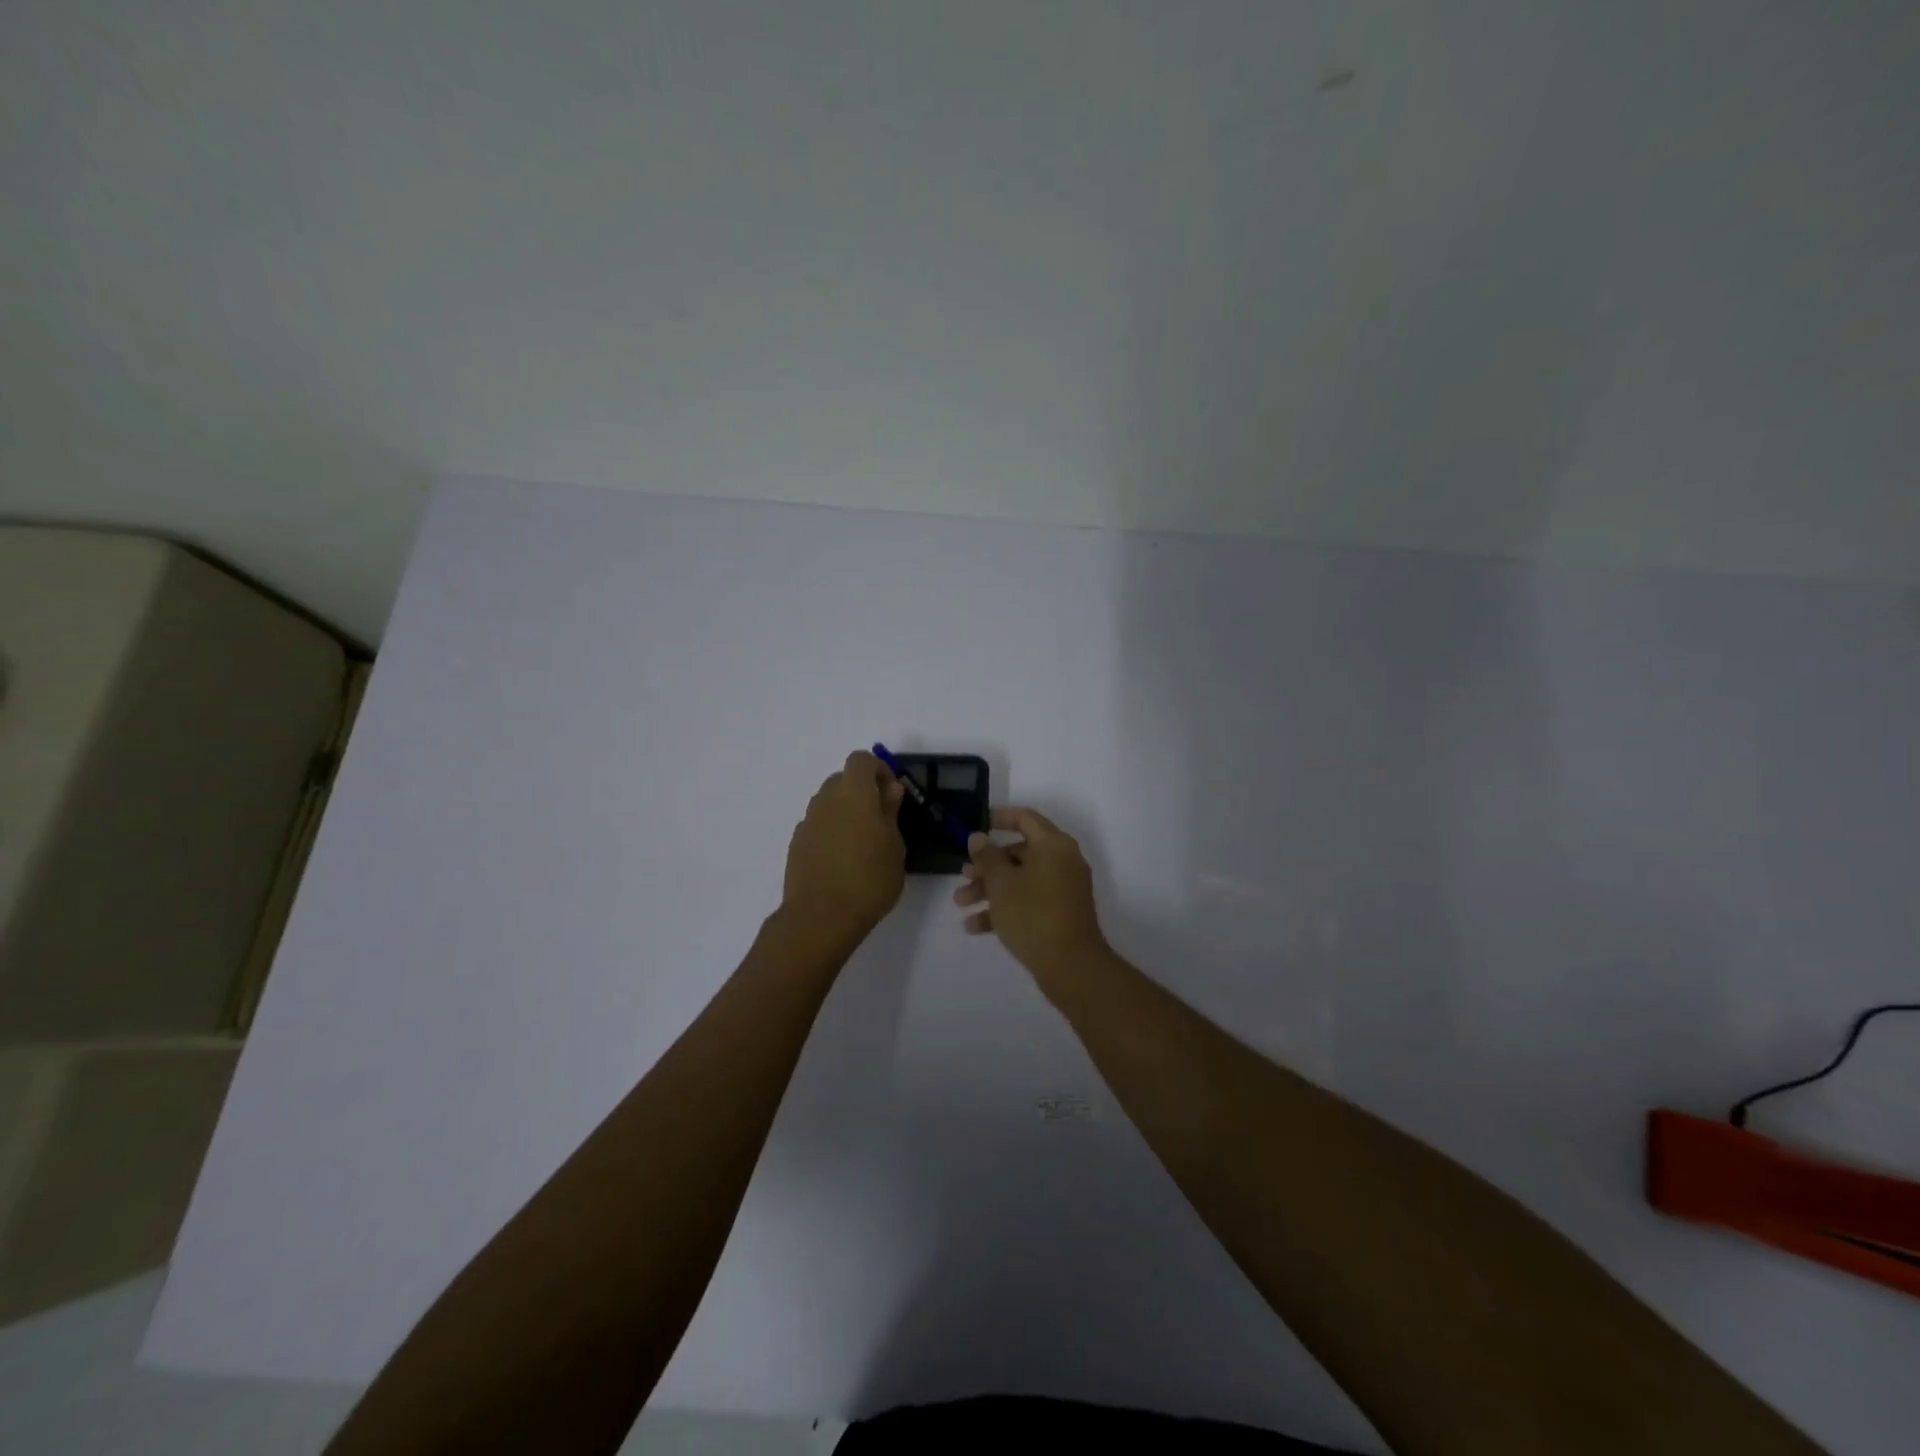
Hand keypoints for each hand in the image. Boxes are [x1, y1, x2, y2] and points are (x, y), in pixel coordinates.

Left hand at [782, 750, 907, 947]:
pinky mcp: (796, 844)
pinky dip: (830, 831)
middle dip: (861, 791)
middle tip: (880, 819)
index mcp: (853, 793)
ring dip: (845, 811)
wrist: (821, 917)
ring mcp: (807, 822)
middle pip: (842, 780)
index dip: (878, 770)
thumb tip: (890, 789)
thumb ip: (890, 812)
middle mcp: (825, 799)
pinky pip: (817, 826)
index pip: (861, 760)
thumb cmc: (869, 879)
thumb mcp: (894, 846)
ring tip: (861, 843)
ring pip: (828, 803)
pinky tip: (841, 860)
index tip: (892, 793)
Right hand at [953, 807, 1110, 994]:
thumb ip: (987, 856)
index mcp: (1054, 845)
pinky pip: (1029, 902)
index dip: (1000, 818)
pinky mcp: (1060, 914)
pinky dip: (1005, 909)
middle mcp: (1063, 862)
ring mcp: (1064, 889)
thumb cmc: (1033, 914)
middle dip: (987, 865)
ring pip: (1021, 880)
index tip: (977, 824)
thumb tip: (979, 837)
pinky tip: (975, 927)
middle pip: (1019, 853)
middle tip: (963, 875)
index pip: (1025, 819)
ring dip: (990, 889)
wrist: (1071, 966)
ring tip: (961, 904)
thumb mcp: (1001, 883)